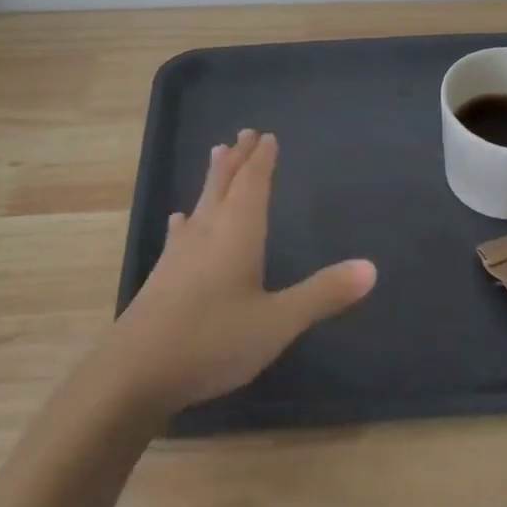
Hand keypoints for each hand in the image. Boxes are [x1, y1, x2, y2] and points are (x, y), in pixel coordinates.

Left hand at [106, 129, 376, 415]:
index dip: (262, 160)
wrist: (134, 373)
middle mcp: (207, 233)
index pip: (253, 184)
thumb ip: (323, 294)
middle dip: (238, 158)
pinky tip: (179, 220)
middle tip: (244, 133)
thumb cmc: (213, 341)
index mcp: (237, 234)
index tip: (266, 136)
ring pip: (201, 203)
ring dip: (213, 178)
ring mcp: (180, 254)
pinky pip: (181, 231)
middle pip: (224, 184)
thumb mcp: (278, 322)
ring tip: (216, 155)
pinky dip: (187, 218)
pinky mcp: (162, 276)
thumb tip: (371, 267)